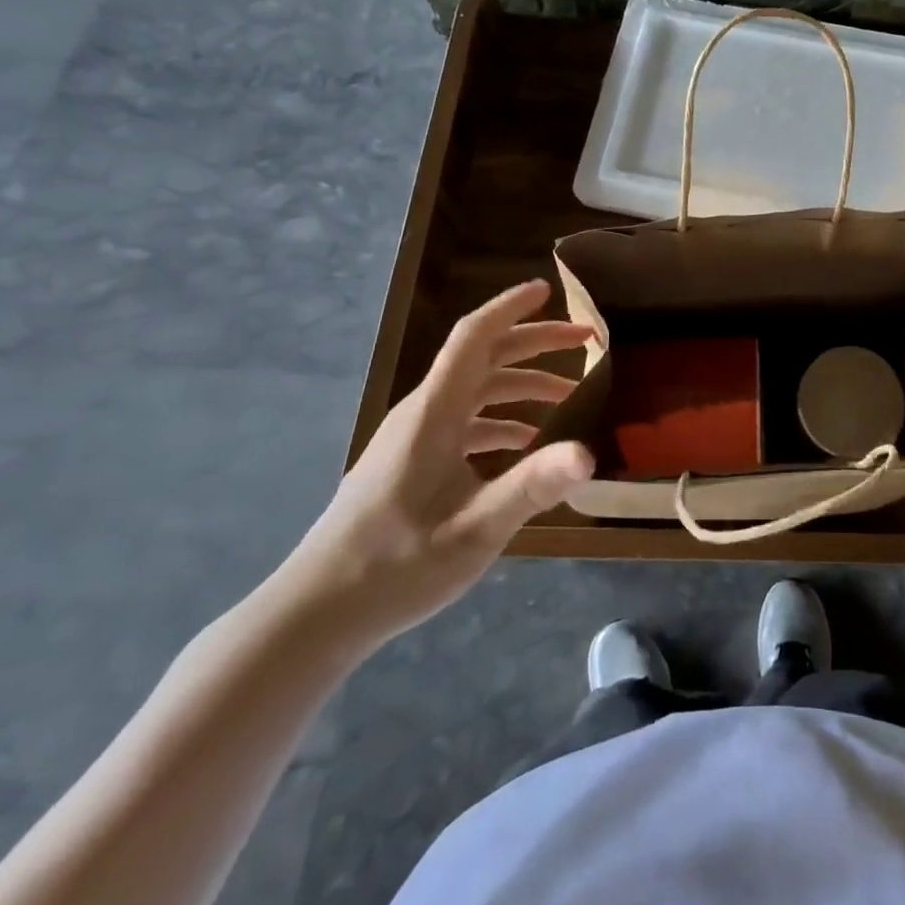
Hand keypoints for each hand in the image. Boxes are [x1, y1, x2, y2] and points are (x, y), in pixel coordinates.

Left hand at [274, 281, 595, 648]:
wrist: (315, 614)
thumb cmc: (395, 566)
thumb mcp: (475, 528)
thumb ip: (532, 487)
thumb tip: (589, 453)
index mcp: (434, 413)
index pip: (474, 337)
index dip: (511, 307)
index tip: (549, 289)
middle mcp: (423, 413)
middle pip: (482, 357)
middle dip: (535, 343)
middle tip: (585, 339)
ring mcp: (414, 438)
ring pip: (476, 391)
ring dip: (523, 385)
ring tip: (569, 396)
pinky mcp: (411, 463)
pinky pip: (465, 422)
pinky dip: (502, 420)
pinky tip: (526, 446)